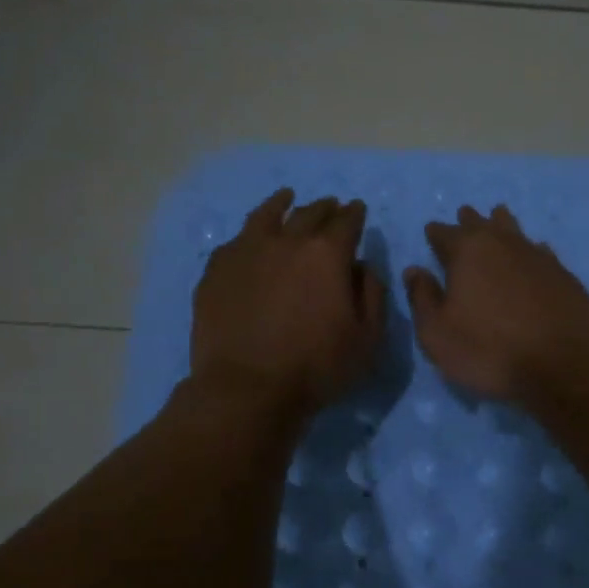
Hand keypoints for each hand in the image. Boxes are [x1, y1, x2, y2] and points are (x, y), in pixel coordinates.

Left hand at [192, 190, 384, 413]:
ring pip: (266, 216)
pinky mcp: (216, 271)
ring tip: (286, 198)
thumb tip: (362, 266)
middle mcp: (286, 241)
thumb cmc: (316, 367)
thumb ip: (372, 294)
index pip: (346, 221)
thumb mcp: (367, 338)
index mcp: (327, 254)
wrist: (246, 389)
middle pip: (309, 213)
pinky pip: (236, 241)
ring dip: (281, 204)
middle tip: (331, 206)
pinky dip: (250, 234)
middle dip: (325, 207)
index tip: (357, 209)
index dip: (355, 214)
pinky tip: (250, 239)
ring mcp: (246, 252)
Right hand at [403, 204, 588, 400]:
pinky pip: (540, 251)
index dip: (435, 233)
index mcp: (468, 251)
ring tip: (497, 219)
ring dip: (502, 225)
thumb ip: (422, 298)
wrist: (562, 365)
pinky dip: (530, 250)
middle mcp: (503, 243)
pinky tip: (532, 254)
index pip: (444, 233)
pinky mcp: (563, 274)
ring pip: (514, 230)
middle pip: (482, 223)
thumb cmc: (489, 350)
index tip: (431, 233)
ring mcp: (538, 256)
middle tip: (464, 218)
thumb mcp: (438, 334)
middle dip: (469, 221)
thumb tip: (414, 270)